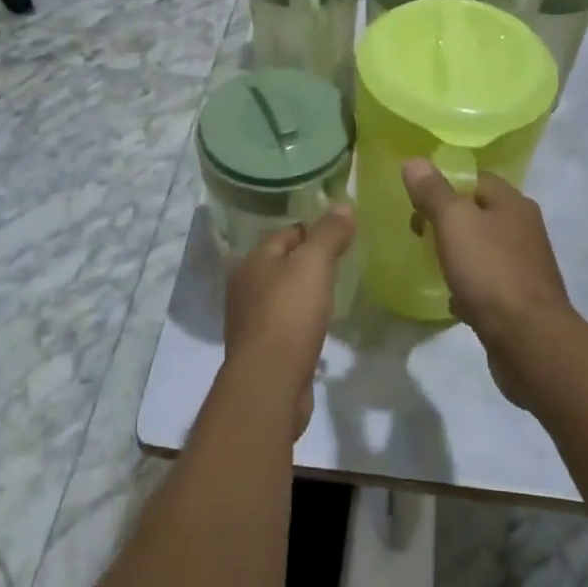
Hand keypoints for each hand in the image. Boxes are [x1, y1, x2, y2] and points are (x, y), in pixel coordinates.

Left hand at [223, 205, 355, 439]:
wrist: (269, 384)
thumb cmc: (289, 314)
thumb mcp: (314, 265)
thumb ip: (329, 233)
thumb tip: (343, 203)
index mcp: (252, 260)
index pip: (287, 232)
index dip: (314, 231)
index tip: (341, 236)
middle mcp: (244, 286)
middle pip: (281, 263)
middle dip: (307, 262)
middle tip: (340, 264)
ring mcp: (249, 321)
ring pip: (281, 295)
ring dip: (302, 294)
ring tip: (331, 295)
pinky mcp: (260, 351)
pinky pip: (283, 325)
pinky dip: (299, 322)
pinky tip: (317, 328)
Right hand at [402, 161, 577, 406]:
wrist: (530, 341)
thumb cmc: (490, 271)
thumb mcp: (454, 222)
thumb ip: (433, 191)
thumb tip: (414, 160)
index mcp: (512, 202)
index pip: (475, 177)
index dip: (444, 184)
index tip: (416, 203)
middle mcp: (524, 228)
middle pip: (478, 212)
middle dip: (448, 221)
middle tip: (419, 234)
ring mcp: (526, 265)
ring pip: (483, 248)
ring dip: (458, 254)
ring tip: (432, 264)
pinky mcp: (522, 299)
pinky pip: (488, 283)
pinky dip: (469, 286)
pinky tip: (452, 300)